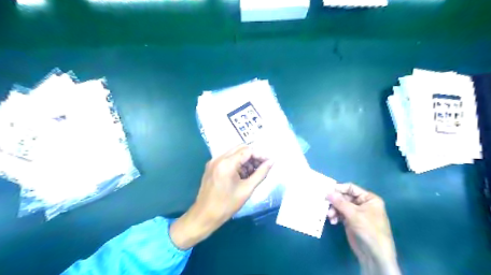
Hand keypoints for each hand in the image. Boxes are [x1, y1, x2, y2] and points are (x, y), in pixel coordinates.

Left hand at [171, 145, 274, 250]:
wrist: (204, 215)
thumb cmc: (226, 205)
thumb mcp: (247, 189)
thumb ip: (261, 173)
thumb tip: (272, 162)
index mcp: (227, 163)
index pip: (248, 150)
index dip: (260, 155)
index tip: (269, 163)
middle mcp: (218, 158)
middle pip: (240, 148)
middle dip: (253, 156)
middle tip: (262, 167)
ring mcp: (213, 161)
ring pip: (234, 153)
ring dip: (245, 159)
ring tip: (253, 172)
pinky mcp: (211, 166)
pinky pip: (227, 159)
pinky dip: (237, 163)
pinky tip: (243, 174)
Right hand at [326, 182, 401, 274]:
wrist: (375, 255)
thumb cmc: (369, 230)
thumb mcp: (354, 214)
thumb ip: (340, 202)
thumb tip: (327, 192)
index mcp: (369, 198)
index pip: (351, 188)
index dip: (339, 188)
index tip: (326, 191)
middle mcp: (362, 203)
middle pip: (344, 197)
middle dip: (335, 202)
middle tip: (325, 205)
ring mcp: (356, 213)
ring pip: (340, 206)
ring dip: (334, 210)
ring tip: (330, 217)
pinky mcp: (351, 221)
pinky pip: (340, 214)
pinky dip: (335, 216)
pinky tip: (333, 222)